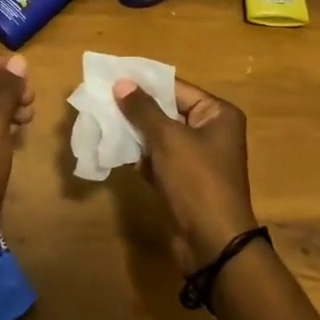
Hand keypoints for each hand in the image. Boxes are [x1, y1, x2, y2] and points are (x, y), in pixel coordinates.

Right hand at [113, 77, 256, 271]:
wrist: (212, 243)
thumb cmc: (196, 181)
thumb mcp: (168, 139)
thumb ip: (143, 109)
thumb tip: (122, 82)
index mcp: (218, 114)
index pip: (176, 88)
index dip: (144, 82)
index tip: (112, 76)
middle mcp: (210, 131)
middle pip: (167, 110)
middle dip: (136, 108)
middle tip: (102, 98)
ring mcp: (197, 158)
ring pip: (159, 135)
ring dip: (134, 132)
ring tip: (102, 121)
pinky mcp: (183, 180)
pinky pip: (158, 158)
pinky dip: (139, 156)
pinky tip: (114, 151)